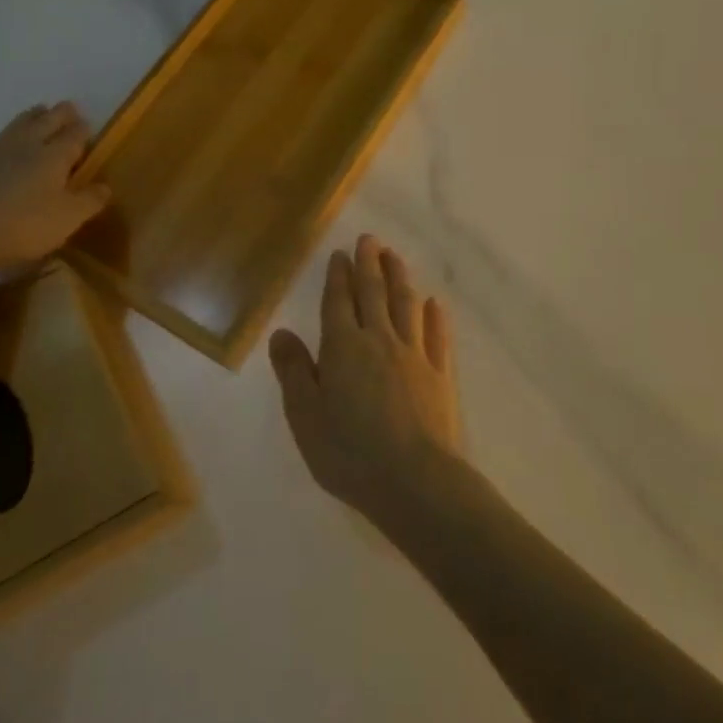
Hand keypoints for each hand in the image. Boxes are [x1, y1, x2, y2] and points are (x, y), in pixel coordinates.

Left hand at [0, 102, 109, 285]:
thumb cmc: (20, 227)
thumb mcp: (67, 220)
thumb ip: (89, 201)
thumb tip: (105, 186)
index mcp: (53, 157)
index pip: (74, 136)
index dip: (83, 130)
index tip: (88, 125)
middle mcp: (23, 146)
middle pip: (45, 121)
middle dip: (60, 114)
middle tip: (67, 107)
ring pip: (15, 126)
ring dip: (30, 117)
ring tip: (38, 112)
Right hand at [269, 235, 461, 525]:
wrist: (416, 482)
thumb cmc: (350, 454)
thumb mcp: (305, 418)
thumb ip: (293, 372)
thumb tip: (281, 332)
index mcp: (343, 348)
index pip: (338, 302)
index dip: (338, 276)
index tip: (340, 254)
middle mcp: (380, 341)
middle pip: (374, 293)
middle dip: (369, 264)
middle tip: (369, 240)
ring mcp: (415, 356)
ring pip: (406, 306)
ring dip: (400, 278)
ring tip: (395, 257)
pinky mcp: (441, 375)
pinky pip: (438, 336)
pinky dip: (435, 316)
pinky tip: (435, 303)